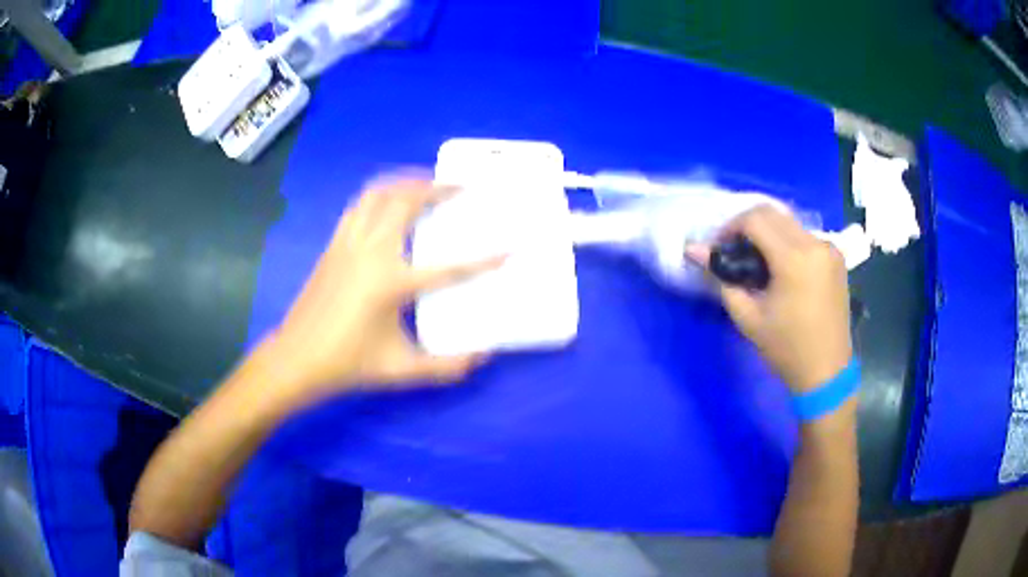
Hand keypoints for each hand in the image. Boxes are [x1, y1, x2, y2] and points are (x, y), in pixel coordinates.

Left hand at [259, 176, 503, 408]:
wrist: (297, 358)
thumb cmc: (348, 363)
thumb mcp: (400, 369)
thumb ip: (445, 366)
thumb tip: (481, 357)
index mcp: (390, 282)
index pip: (447, 268)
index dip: (482, 260)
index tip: (509, 249)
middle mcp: (370, 252)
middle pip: (405, 202)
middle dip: (437, 189)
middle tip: (461, 187)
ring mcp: (348, 243)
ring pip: (378, 194)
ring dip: (405, 183)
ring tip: (426, 183)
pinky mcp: (333, 244)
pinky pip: (359, 206)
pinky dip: (379, 195)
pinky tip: (388, 203)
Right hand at [688, 206, 851, 392]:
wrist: (827, 372)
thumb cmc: (786, 348)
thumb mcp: (748, 317)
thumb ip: (722, 277)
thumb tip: (693, 250)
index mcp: (795, 258)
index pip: (755, 219)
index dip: (730, 228)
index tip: (719, 249)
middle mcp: (815, 243)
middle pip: (773, 213)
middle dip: (747, 225)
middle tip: (733, 250)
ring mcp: (829, 248)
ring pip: (789, 222)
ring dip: (767, 232)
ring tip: (755, 259)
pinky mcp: (836, 257)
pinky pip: (804, 236)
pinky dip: (786, 241)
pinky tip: (779, 266)